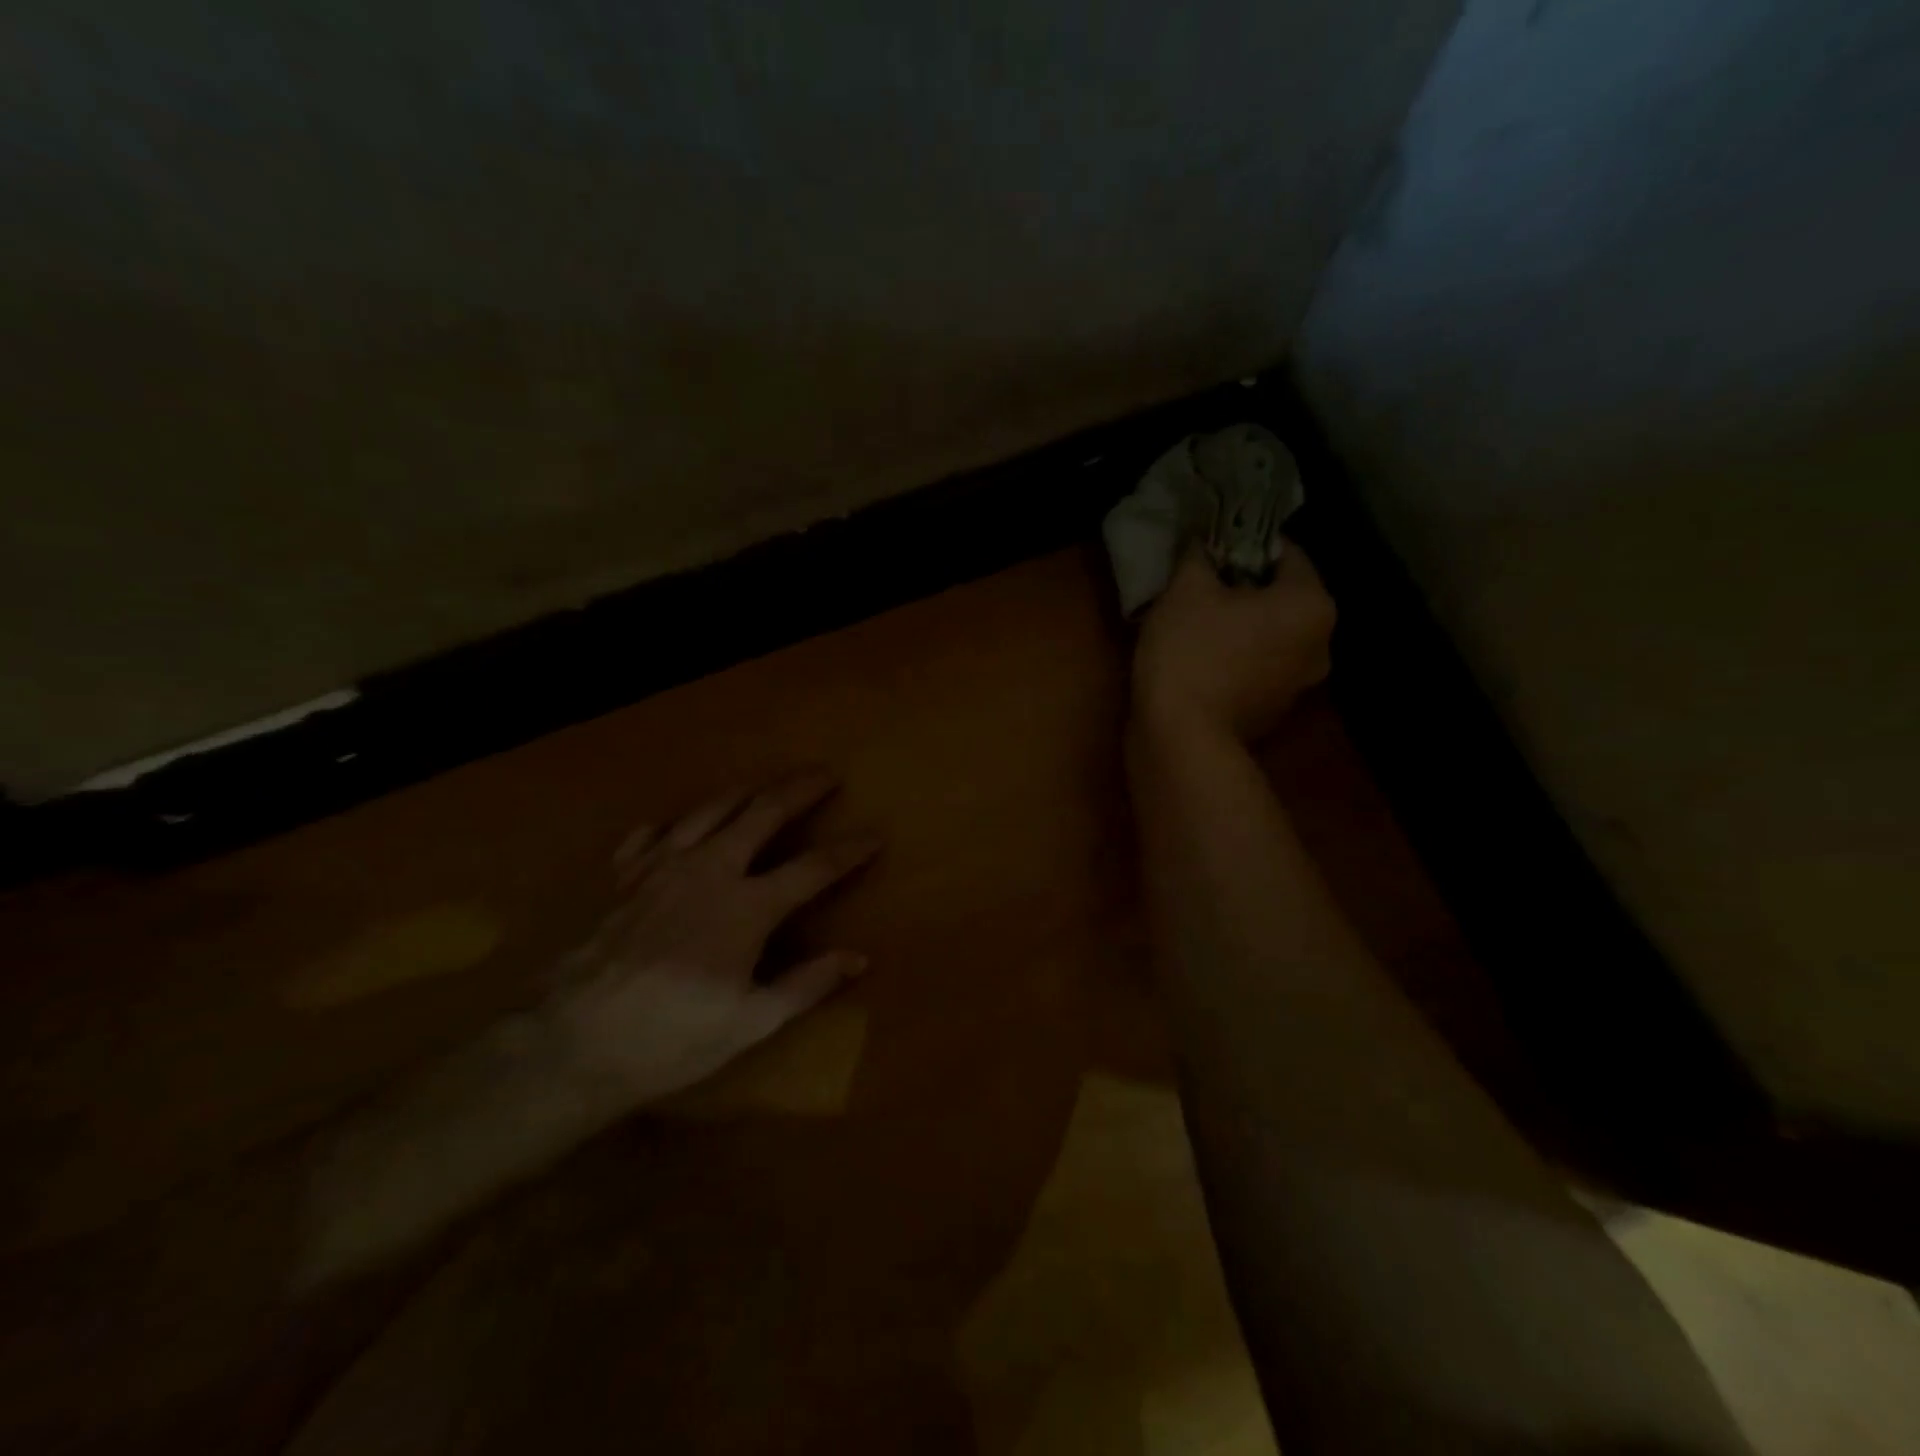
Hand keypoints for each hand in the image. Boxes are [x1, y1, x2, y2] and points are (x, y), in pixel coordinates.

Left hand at [543, 772, 880, 1107]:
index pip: (813, 867)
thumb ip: (807, 984)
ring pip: (709, 810)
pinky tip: (675, 825)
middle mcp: (709, 870)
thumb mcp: (750, 1022)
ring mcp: (661, 867)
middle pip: (762, 813)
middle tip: (824, 774)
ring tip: (762, 783)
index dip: (849, 850)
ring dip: (743, 791)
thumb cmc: (670, 1037)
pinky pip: (651, 833)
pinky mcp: (623, 877)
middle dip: (798, 789)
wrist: (572, 1041)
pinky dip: (671, 824)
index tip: (875, 834)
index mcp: (747, 907)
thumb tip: (859, 958)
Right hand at [1132, 541, 1335, 743]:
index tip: (1208, 550)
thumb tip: (1202, 541)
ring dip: (1241, 624)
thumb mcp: (1186, 589)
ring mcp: (1300, 684)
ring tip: (1197, 621)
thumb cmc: (1191, 651)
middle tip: (1200, 585)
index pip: (1284, 552)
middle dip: (1243, 587)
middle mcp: (1322, 644)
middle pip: (1281, 596)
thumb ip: (1199, 554)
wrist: (1181, 738)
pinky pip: (1259, 666)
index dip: (1243, 544)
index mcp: (1312, 605)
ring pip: (1270, 633)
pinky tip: (1201, 658)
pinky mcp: (1274, 711)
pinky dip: (1237, 656)